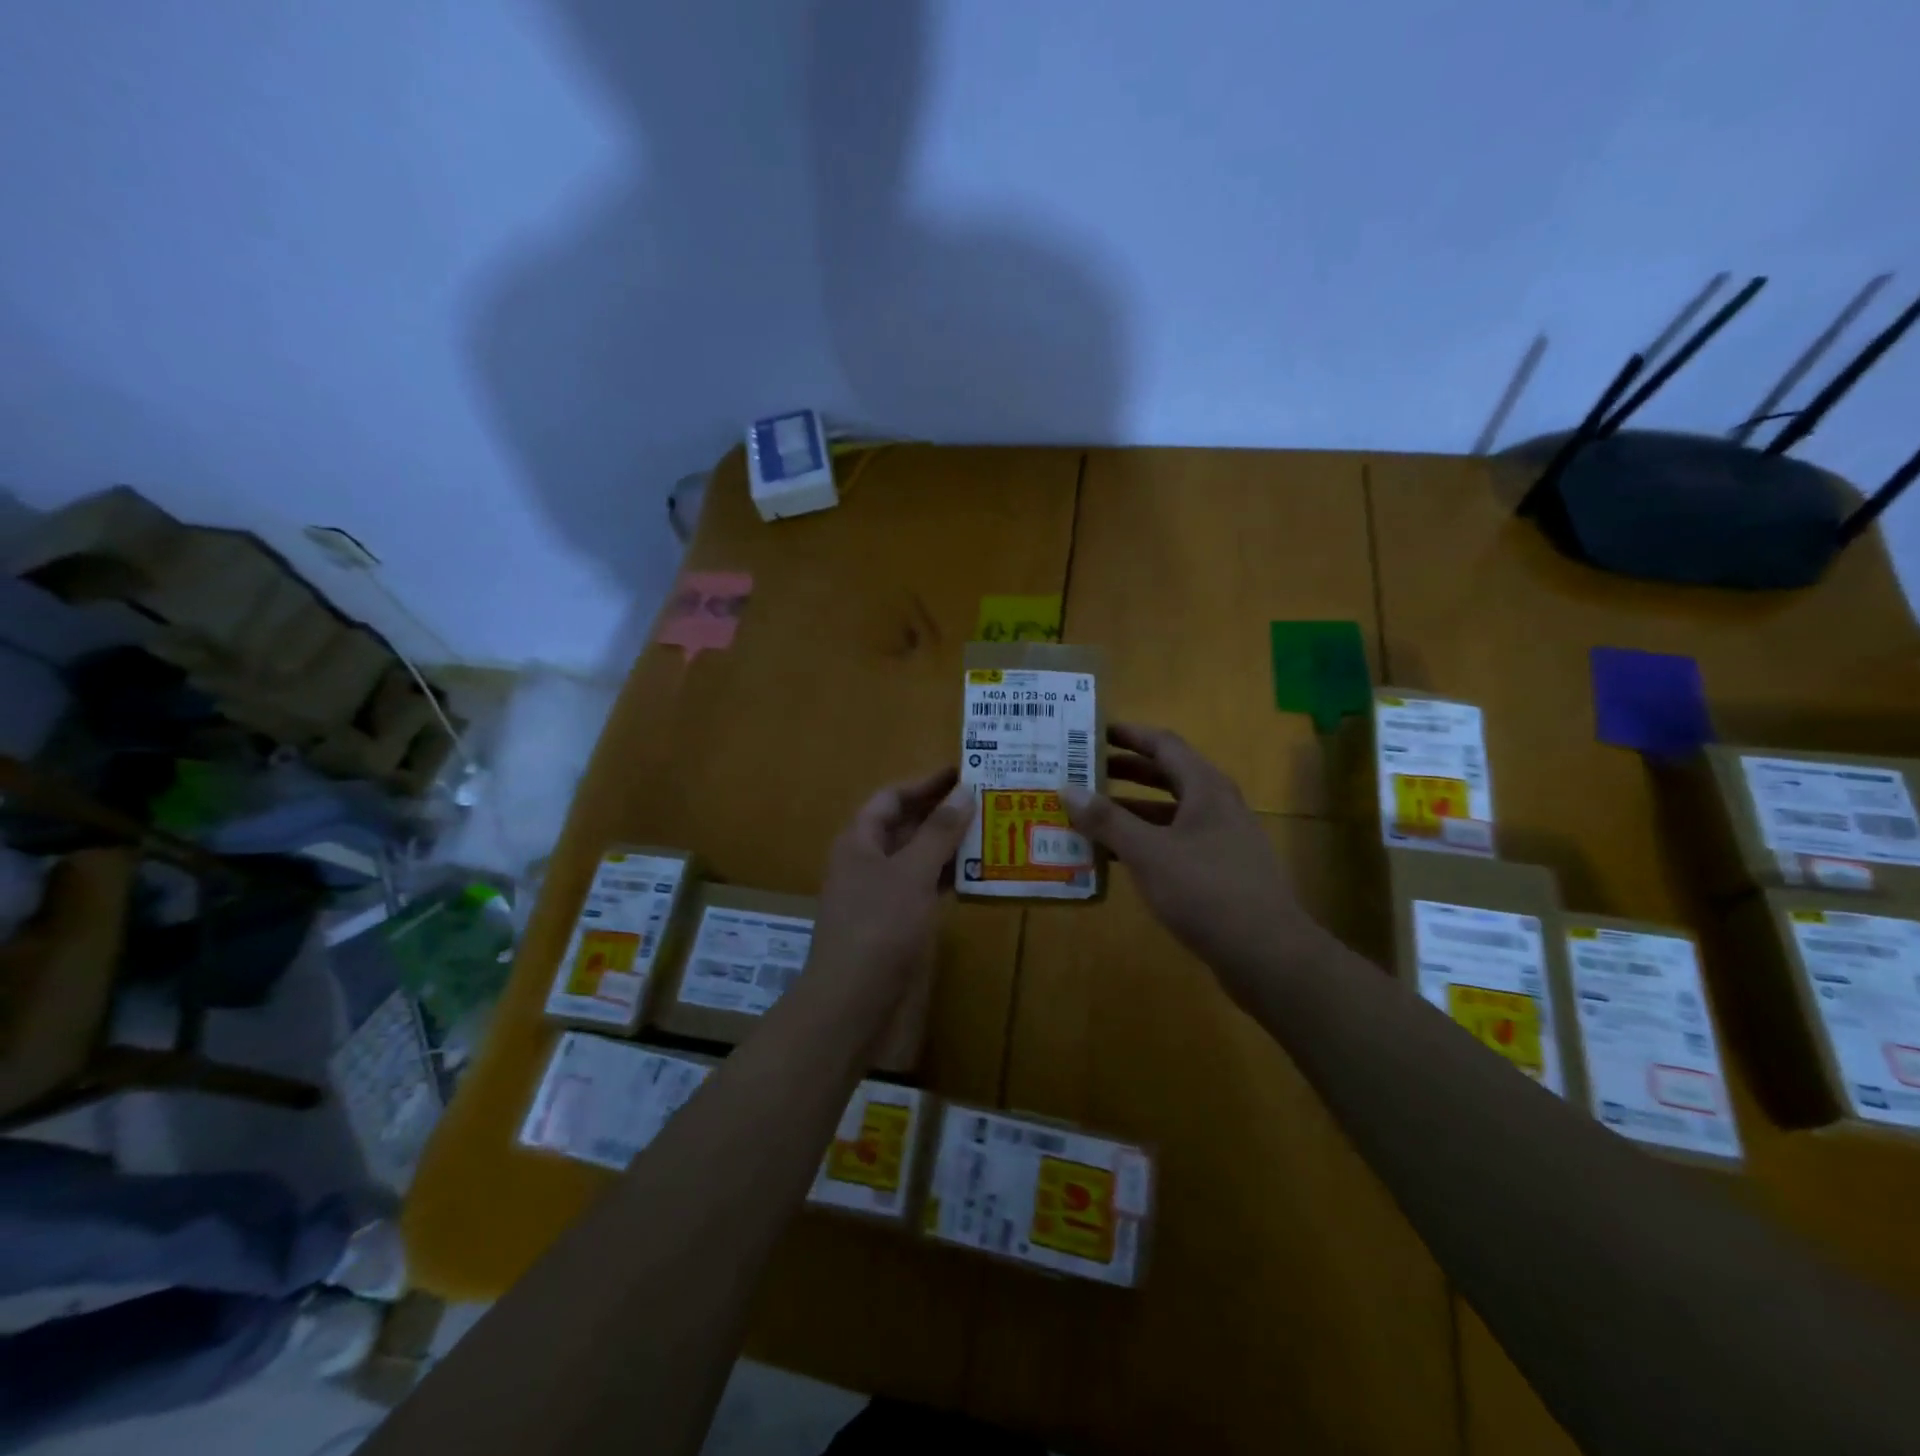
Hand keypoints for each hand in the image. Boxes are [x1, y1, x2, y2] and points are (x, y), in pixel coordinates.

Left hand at [811, 767, 974, 987]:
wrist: (852, 1003)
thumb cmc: (878, 928)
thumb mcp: (911, 873)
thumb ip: (938, 832)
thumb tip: (964, 791)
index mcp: (860, 841)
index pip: (892, 798)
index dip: (925, 783)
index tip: (964, 772)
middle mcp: (868, 862)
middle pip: (906, 826)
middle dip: (943, 812)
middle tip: (988, 799)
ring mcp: (882, 894)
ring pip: (919, 858)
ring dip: (950, 845)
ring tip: (994, 830)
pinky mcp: (897, 923)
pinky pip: (925, 888)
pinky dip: (949, 878)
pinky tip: (980, 874)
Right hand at [1063, 724, 1320, 995]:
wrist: (1267, 954)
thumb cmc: (1206, 891)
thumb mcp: (1148, 853)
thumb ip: (1107, 820)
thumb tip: (1067, 789)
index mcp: (1206, 788)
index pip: (1164, 745)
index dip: (1129, 735)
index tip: (1093, 733)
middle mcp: (1217, 806)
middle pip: (1167, 776)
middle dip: (1125, 772)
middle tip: (1084, 772)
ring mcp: (1222, 840)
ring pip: (1170, 813)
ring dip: (1131, 811)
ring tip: (1090, 815)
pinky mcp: (1220, 871)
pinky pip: (1175, 843)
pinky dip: (1145, 842)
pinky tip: (1117, 858)